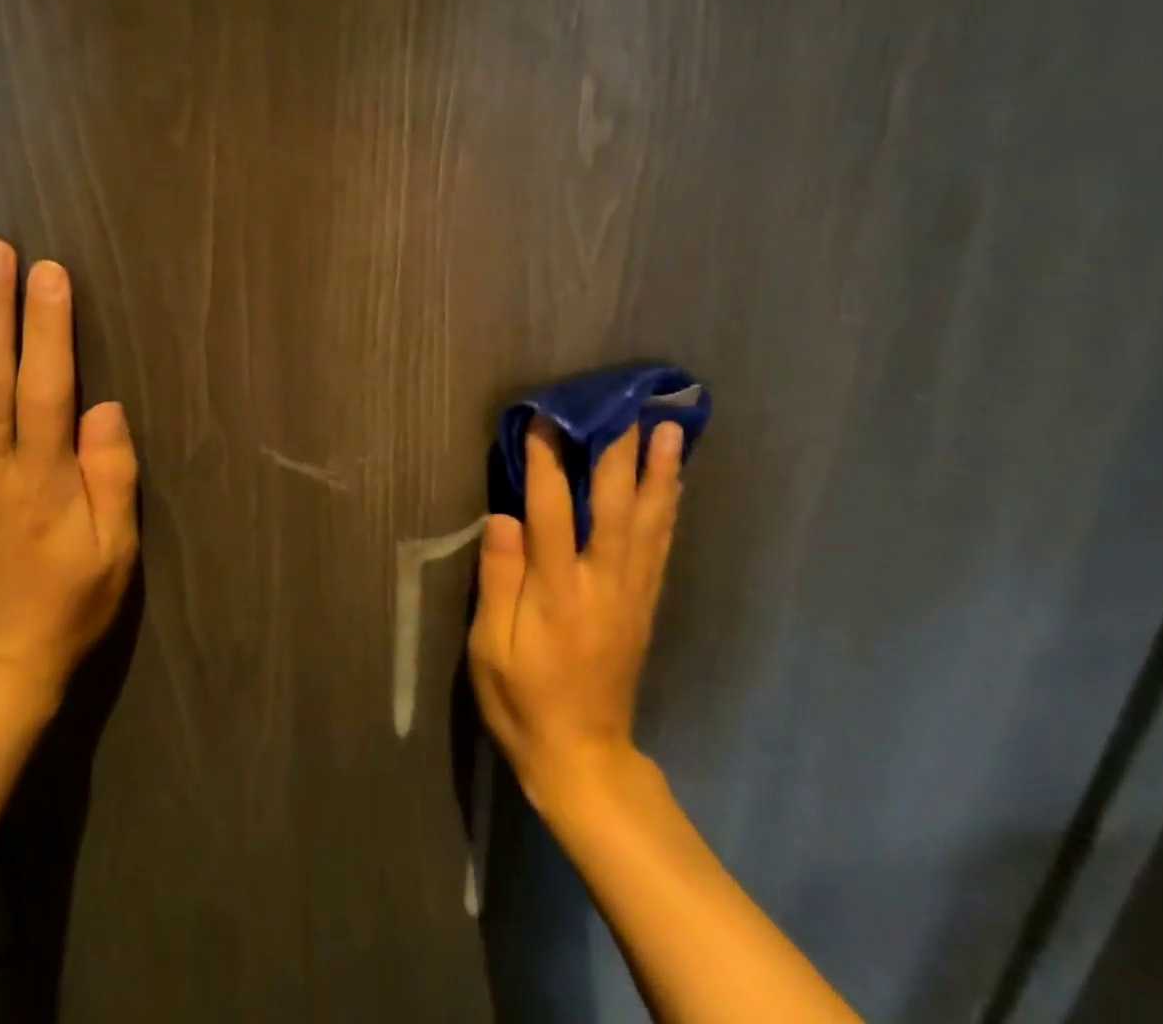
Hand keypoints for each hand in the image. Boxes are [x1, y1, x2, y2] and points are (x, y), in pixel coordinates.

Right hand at [468, 418, 684, 806]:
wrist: (583, 757)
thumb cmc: (523, 700)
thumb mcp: (489, 648)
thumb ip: (498, 579)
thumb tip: (502, 516)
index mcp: (558, 592)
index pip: (551, 511)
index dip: (547, 461)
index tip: (546, 418)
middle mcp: (603, 583)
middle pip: (615, 505)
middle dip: (618, 450)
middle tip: (625, 404)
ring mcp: (631, 593)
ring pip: (649, 521)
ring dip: (658, 471)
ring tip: (668, 428)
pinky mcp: (645, 604)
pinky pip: (660, 545)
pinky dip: (668, 506)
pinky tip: (672, 481)